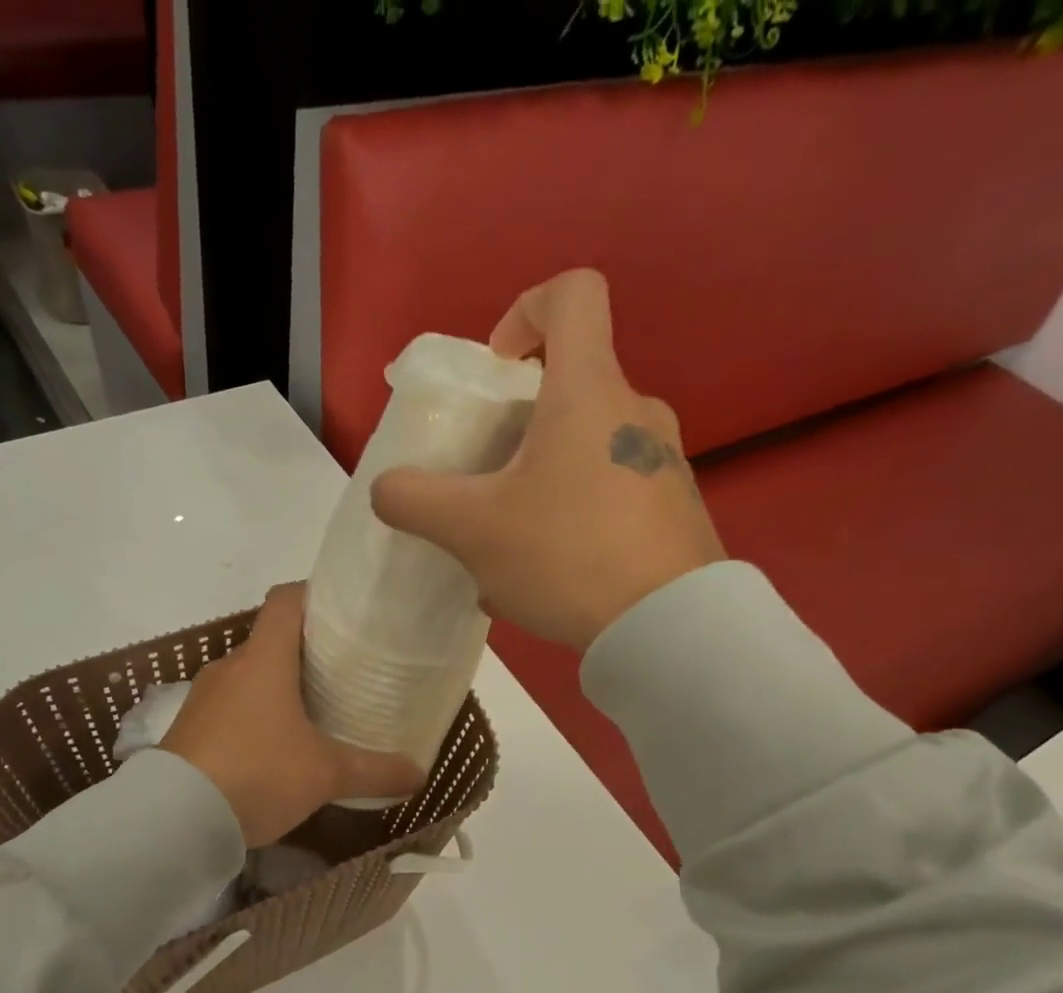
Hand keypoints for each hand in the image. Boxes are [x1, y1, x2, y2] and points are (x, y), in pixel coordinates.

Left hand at [161, 584, 423, 845]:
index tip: (345, 611)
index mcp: (264, 660)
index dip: (315, 594)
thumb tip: (420, 774)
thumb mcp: (325, 776)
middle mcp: (230, 667)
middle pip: (271, 641)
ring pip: (249, 677)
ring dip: (278, 687)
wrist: (173, 820)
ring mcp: (204, 698)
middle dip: (306, 651)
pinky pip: (230, 707)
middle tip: (343, 671)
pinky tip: (274, 748)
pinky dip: (254, 715)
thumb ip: (375, 772)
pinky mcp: (189, 728)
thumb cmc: (257, 775)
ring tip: (313, 712)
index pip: (286, 600)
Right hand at [372, 269, 725, 649]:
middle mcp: (635, 413)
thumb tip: (386, 489)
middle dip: (519, 427)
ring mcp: (663, 464)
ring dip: (542, 486)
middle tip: (487, 483)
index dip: (525, 312)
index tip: (498, 369)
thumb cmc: (566, 555)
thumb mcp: (472, 530)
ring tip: (510, 552)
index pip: (572, 295)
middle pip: (571, 387)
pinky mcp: (676, 512)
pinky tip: (549, 583)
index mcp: (588, 391)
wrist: (667, 627)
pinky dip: (573, 523)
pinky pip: (611, 500)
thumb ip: (415, 501)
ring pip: (587, 453)